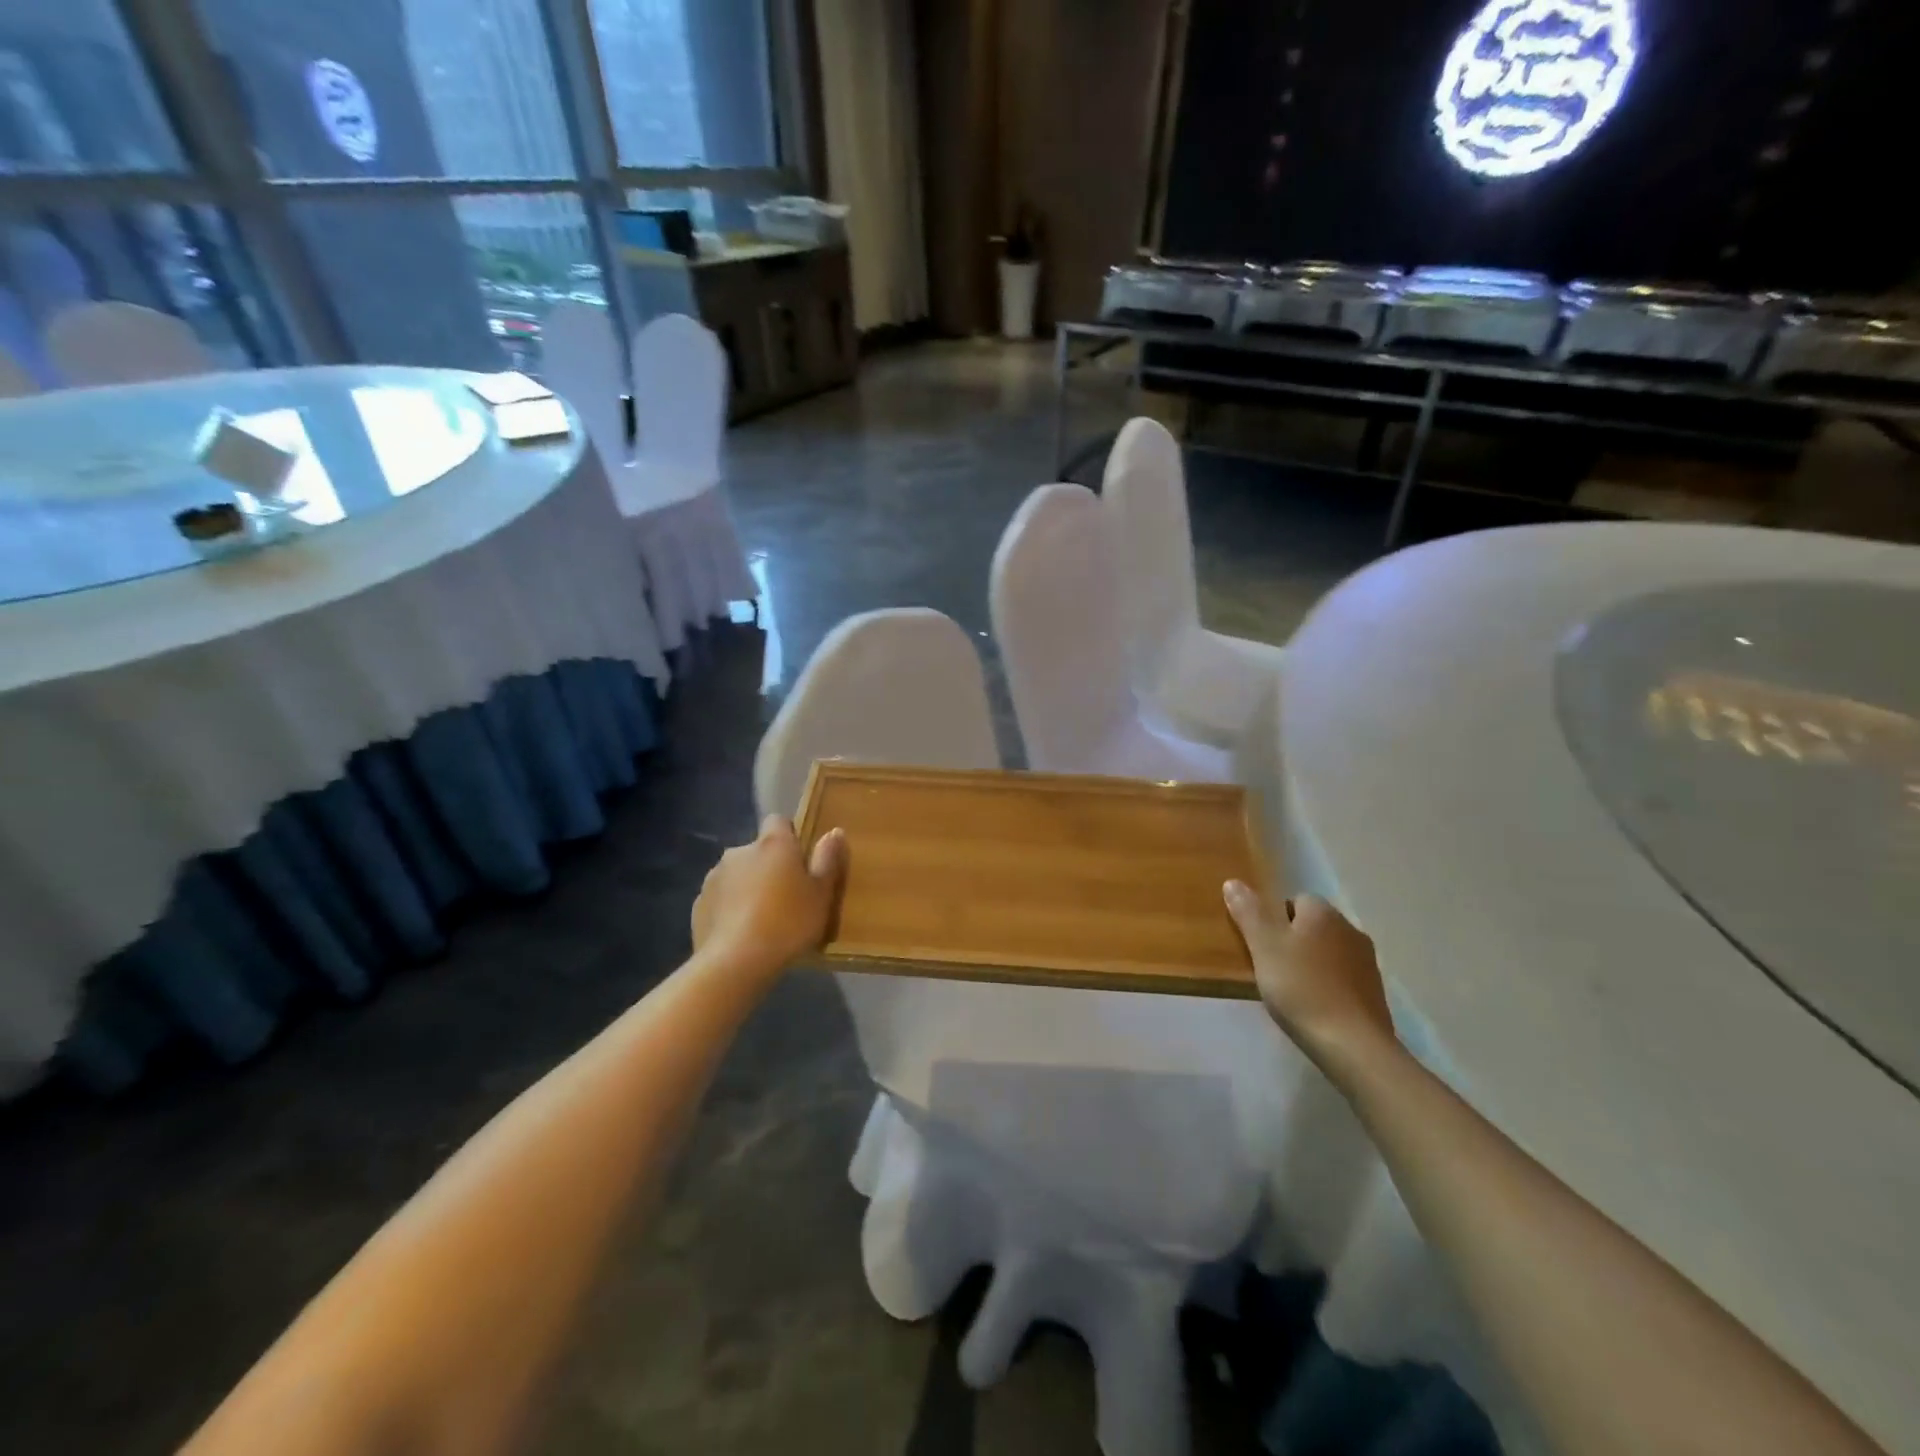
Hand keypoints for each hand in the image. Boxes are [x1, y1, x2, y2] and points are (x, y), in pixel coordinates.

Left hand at [692, 816, 846, 979]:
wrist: (735, 962)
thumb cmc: (788, 923)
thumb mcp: (821, 894)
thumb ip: (827, 859)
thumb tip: (834, 831)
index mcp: (773, 844)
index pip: (778, 821)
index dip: (789, 836)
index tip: (800, 861)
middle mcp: (739, 851)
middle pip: (757, 851)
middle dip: (768, 866)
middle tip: (786, 897)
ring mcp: (714, 877)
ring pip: (737, 874)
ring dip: (747, 887)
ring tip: (762, 919)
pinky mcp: (698, 904)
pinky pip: (720, 899)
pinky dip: (729, 909)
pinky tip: (741, 934)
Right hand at [1224, 883, 1395, 1079]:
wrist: (1352, 1044)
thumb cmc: (1300, 987)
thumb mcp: (1263, 946)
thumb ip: (1248, 912)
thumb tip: (1233, 881)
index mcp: (1323, 913)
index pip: (1295, 899)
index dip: (1274, 919)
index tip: (1262, 945)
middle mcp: (1350, 929)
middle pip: (1313, 925)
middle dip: (1293, 941)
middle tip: (1271, 967)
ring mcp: (1367, 962)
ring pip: (1329, 951)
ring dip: (1312, 963)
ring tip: (1291, 990)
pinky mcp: (1375, 992)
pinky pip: (1343, 977)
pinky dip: (1328, 985)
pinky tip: (1315, 1007)